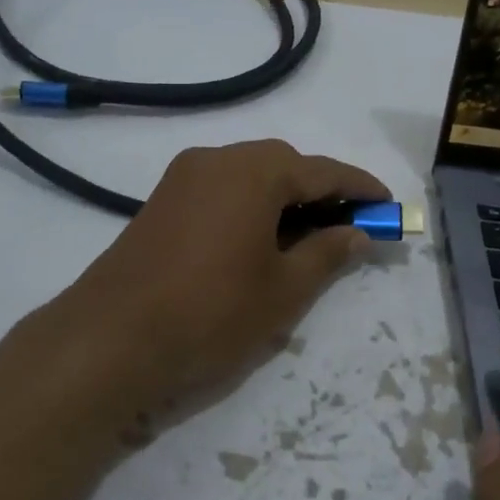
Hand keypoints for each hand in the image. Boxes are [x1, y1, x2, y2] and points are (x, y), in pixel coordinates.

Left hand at [48, 140, 387, 410]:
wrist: (111, 339)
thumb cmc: (212, 313)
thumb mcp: (284, 290)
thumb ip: (327, 254)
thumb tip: (359, 233)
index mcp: (254, 172)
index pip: (323, 171)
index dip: (361, 188)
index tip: (388, 205)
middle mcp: (217, 160)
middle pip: (284, 165)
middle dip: (321, 191)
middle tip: (348, 226)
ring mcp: (183, 178)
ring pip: (250, 175)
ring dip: (284, 198)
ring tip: (307, 238)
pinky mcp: (162, 200)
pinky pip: (222, 189)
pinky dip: (251, 205)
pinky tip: (260, 240)